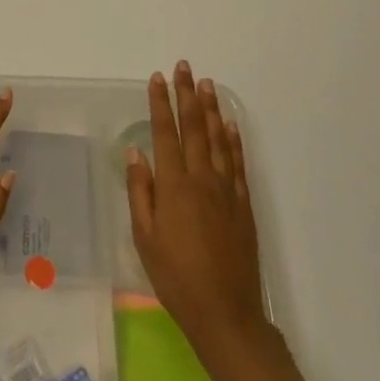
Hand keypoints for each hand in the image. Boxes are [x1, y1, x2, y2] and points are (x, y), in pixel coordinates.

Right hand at [125, 60, 266, 354]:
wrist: (225, 313)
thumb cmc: (175, 277)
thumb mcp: (144, 237)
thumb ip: (141, 192)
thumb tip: (135, 152)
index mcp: (173, 186)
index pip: (164, 133)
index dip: (160, 104)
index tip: (157, 78)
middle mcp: (201, 179)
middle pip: (194, 128)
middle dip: (187, 95)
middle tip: (185, 67)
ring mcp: (227, 191)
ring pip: (218, 140)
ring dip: (212, 109)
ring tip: (207, 84)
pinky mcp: (244, 205)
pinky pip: (238, 163)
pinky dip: (234, 140)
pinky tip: (231, 125)